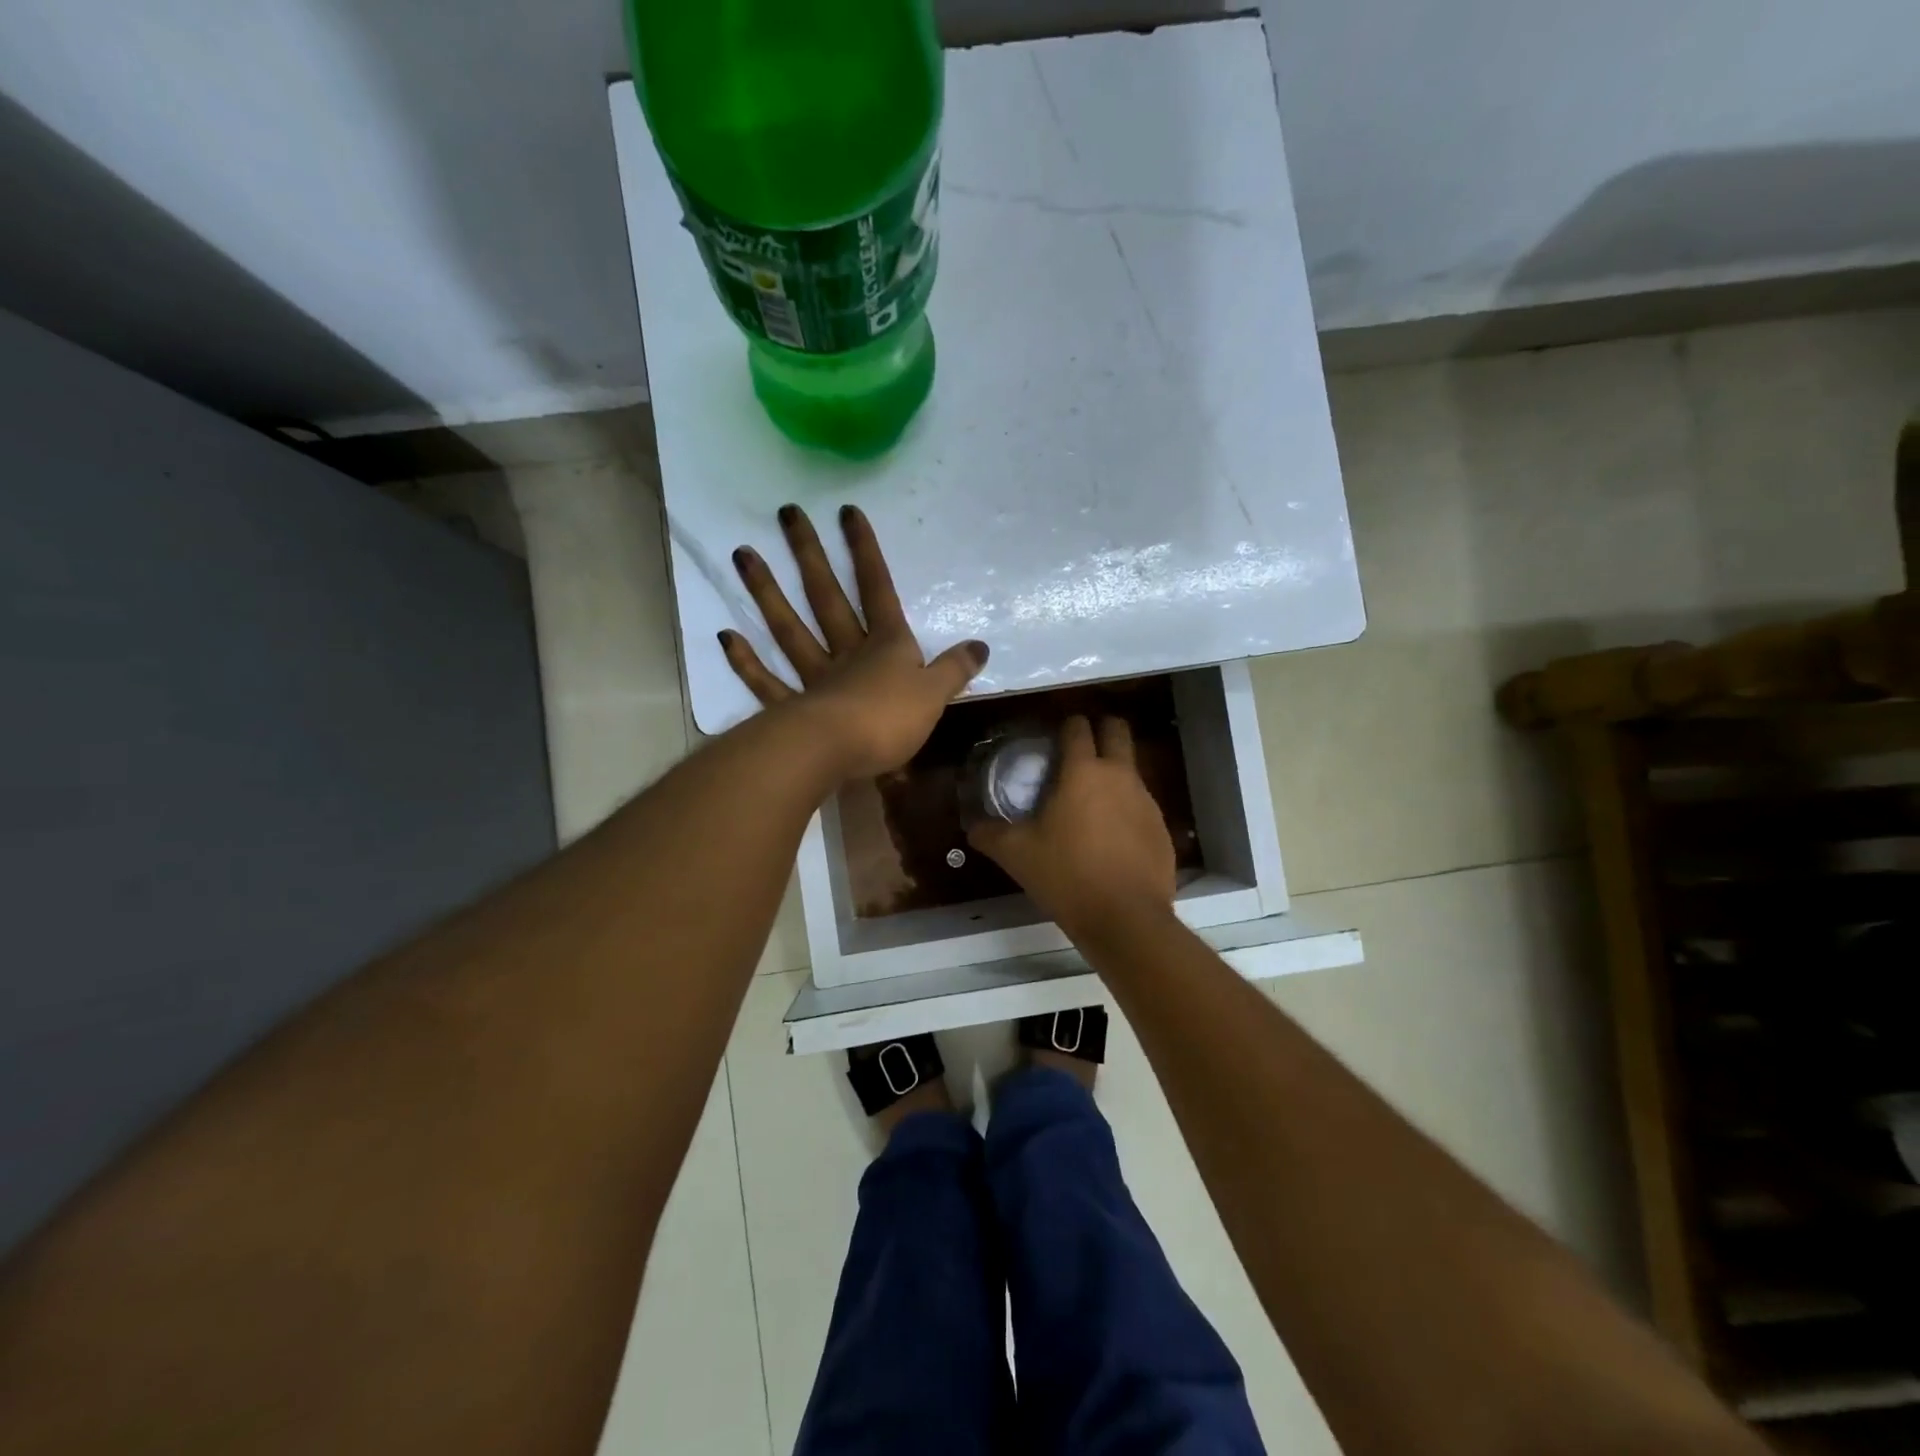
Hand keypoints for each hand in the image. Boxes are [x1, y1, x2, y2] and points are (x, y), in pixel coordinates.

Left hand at [721, 504, 988, 779]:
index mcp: (886, 646)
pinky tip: (727, 636)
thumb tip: (980, 646)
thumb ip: (954, 670)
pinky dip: (746, 662)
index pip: (877, 589)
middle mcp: (847, 653)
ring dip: (766, 592)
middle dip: (810, 555)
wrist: (839, 753)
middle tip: (787, 514)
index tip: (847, 512)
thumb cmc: (891, 720)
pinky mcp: (791, 708)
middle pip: (826, 597)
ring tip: (743, 555)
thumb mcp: (935, 696)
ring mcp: (814, 678)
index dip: (865, 552)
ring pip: (789, 629)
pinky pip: (766, 682)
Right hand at [968, 715, 1175, 934]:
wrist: (1125, 918)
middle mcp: (1120, 776)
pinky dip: (1126, 809)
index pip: (1077, 728)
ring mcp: (1146, 801)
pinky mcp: (1161, 828)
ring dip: (1113, 772)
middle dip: (1101, 730)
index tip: (1054, 737)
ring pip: (1131, 769)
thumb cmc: (1066, 875)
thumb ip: (990, 834)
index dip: (1066, 725)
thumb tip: (973, 827)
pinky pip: (1141, 805)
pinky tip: (1110, 837)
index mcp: (1083, 771)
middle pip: (1117, 731)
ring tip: (1090, 801)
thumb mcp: (1016, 854)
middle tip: (1079, 750)